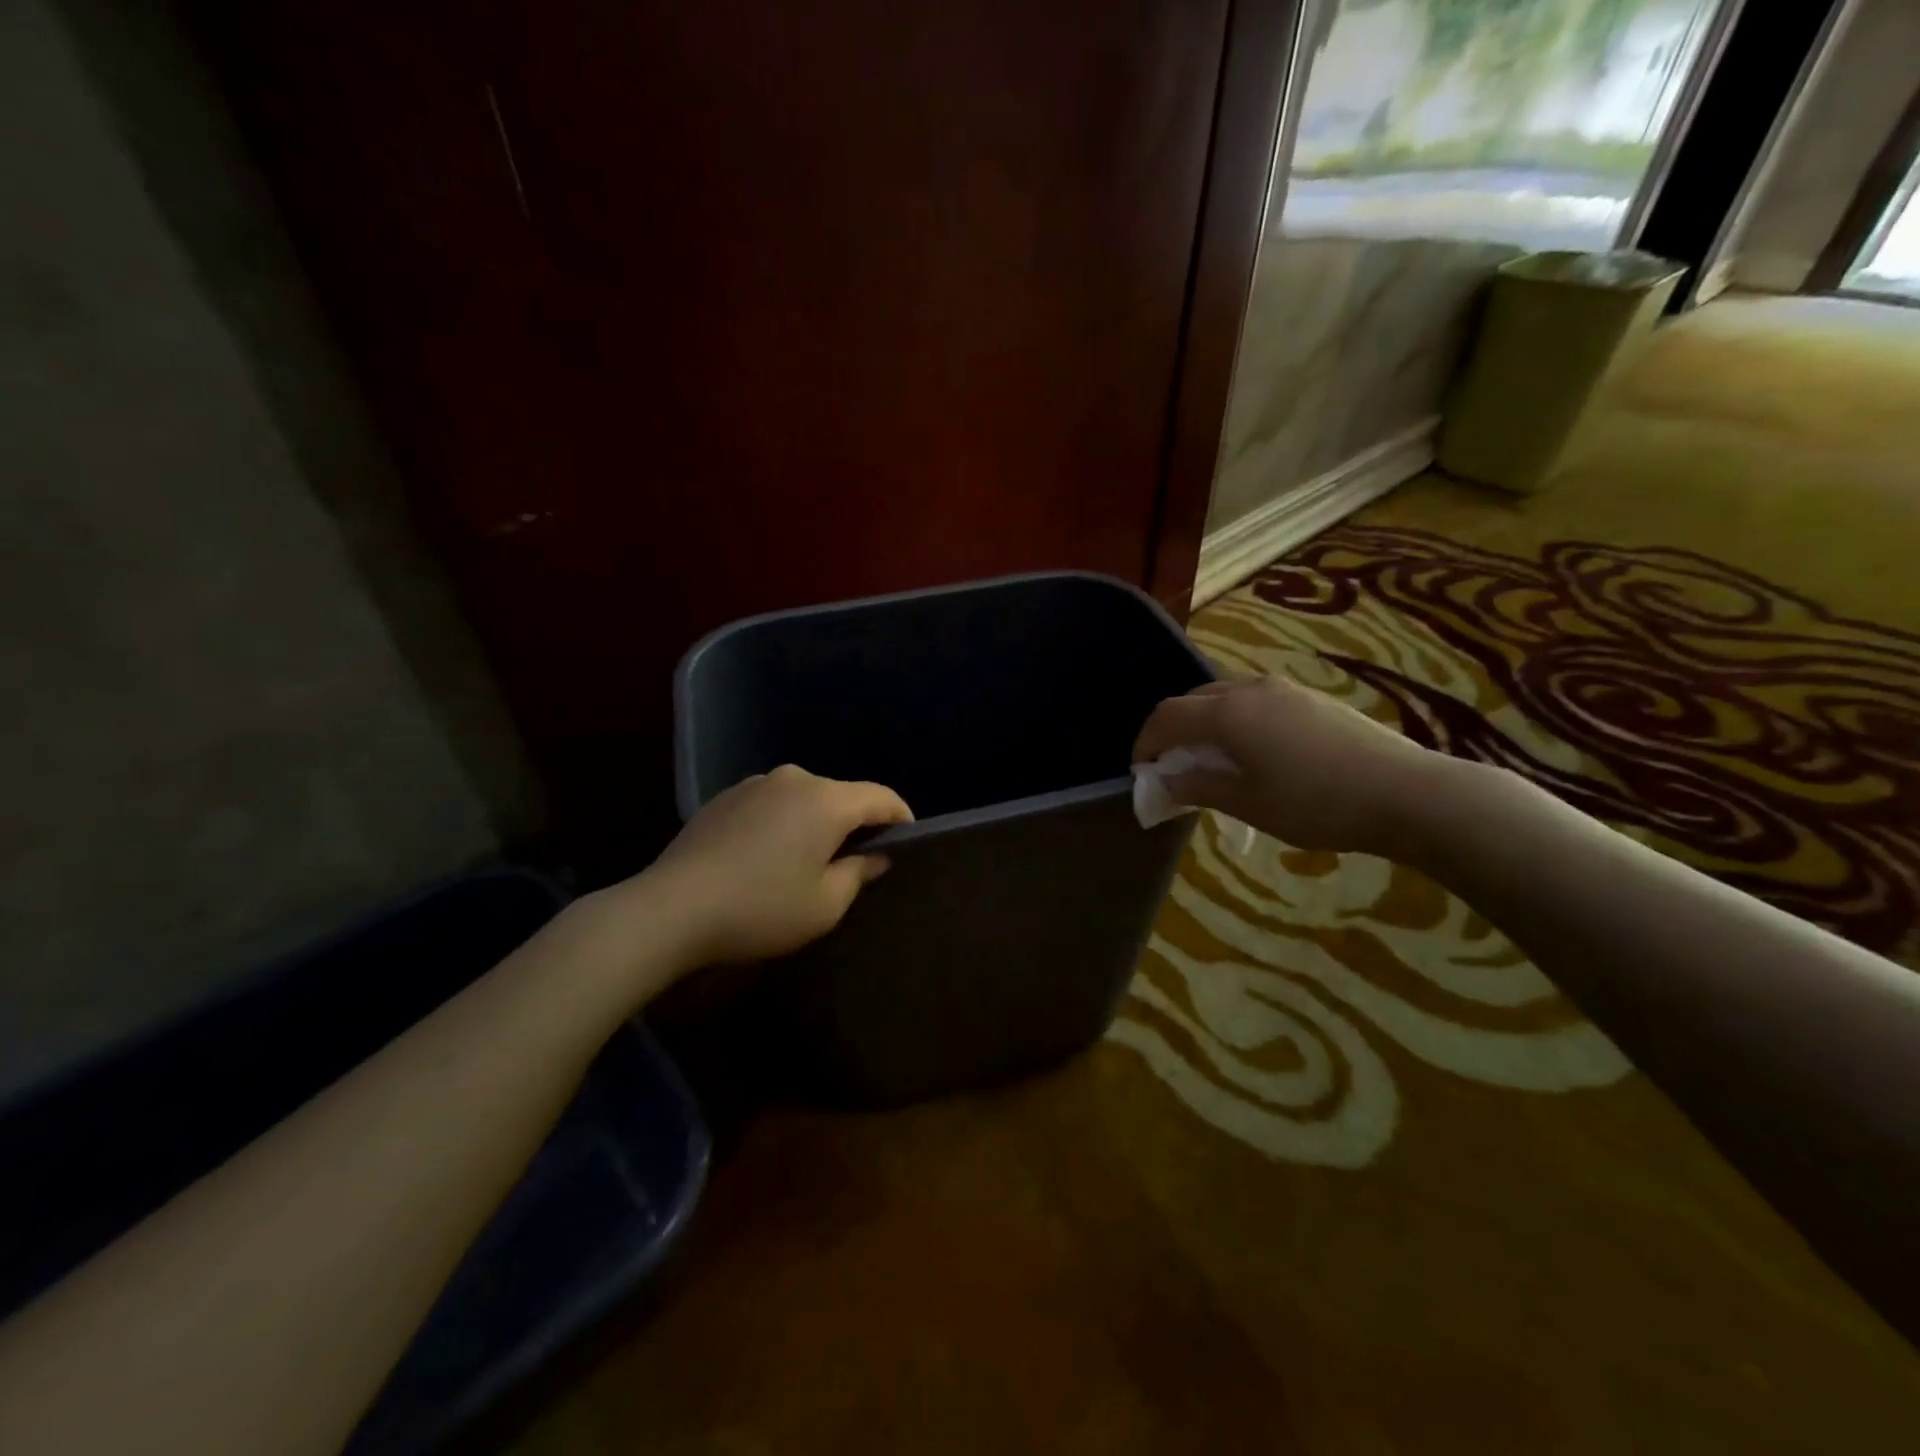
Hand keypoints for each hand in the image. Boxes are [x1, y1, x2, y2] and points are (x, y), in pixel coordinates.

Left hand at [649, 765, 912, 964]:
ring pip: (805, 798)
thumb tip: (875, 856)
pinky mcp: (726, 797)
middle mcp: (795, 779)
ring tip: (809, 859)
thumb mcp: (824, 905)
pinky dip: (783, 822)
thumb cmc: (761, 909)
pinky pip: (772, 803)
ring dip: (816, 822)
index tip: (907, 840)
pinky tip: (768, 856)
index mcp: (827, 801)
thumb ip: (859, 873)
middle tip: (859, 860)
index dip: (901, 817)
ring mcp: (756, 784)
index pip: (881, 797)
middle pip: (842, 795)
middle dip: (857, 823)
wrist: (672, 908)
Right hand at [1132, 676, 1442, 856]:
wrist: (1405, 793)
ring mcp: (1285, 689)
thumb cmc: (1315, 803)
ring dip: (1206, 722)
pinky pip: (1254, 700)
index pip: (1167, 715)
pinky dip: (1235, 720)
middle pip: (1194, 699)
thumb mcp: (1248, 803)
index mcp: (1227, 712)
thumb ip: (1199, 787)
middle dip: (1174, 729)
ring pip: (1226, 696)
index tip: (1140, 769)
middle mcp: (1250, 689)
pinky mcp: (1311, 698)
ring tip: (1210, 758)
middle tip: (1172, 765)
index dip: (1146, 741)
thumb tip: (1168, 782)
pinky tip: (1252, 752)